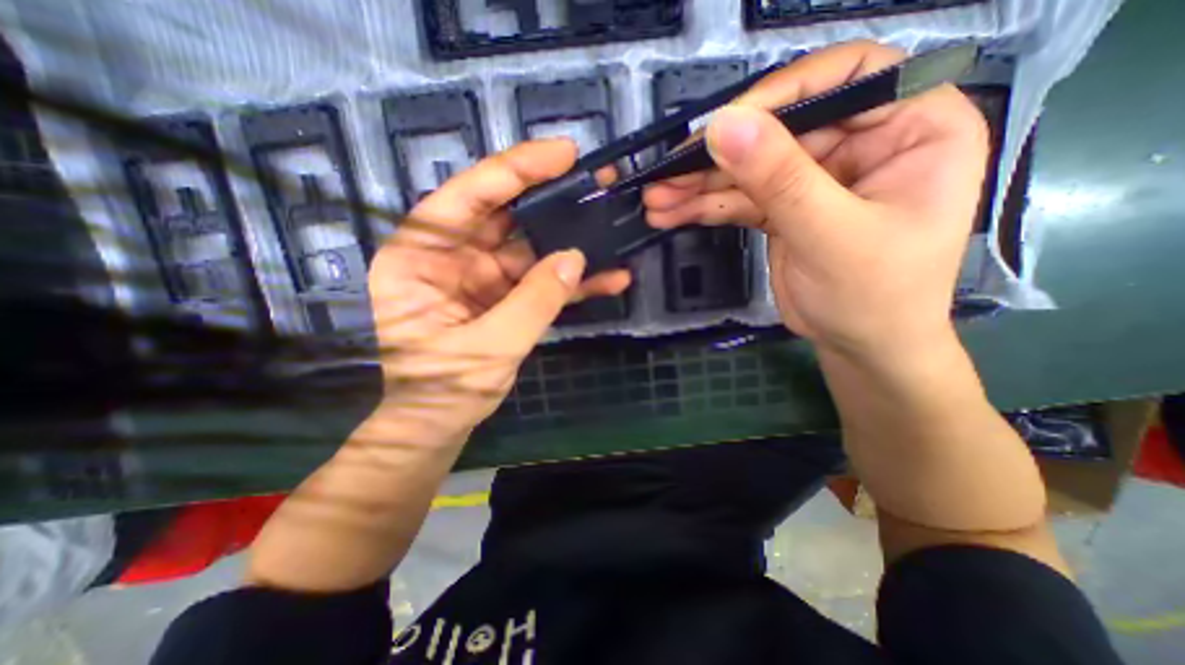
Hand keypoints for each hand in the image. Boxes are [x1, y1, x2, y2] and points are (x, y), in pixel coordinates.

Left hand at [369, 139, 628, 440]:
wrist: (441, 423)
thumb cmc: (444, 389)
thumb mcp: (489, 347)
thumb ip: (533, 301)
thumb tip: (575, 258)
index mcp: (420, 256)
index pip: (467, 196)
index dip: (515, 170)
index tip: (563, 154)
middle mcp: (450, 256)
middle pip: (505, 214)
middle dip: (552, 199)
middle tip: (596, 182)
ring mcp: (482, 276)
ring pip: (531, 246)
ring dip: (571, 240)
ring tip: (611, 224)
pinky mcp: (505, 296)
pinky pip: (541, 280)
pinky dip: (572, 281)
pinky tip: (609, 278)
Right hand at [645, 38, 986, 363]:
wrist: (860, 347)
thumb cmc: (873, 296)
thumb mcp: (829, 235)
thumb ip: (779, 178)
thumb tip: (724, 126)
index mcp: (910, 128)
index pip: (845, 77)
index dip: (781, 93)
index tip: (724, 125)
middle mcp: (862, 143)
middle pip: (778, 131)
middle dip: (718, 157)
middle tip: (666, 175)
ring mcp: (816, 178)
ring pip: (750, 168)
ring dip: (700, 186)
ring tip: (657, 200)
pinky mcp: (784, 208)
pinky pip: (740, 198)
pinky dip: (706, 207)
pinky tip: (672, 213)